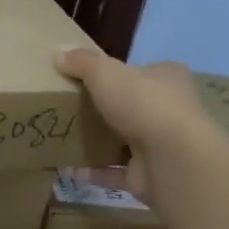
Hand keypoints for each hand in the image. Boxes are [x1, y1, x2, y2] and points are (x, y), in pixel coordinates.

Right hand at [54, 48, 212, 209]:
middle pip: (133, 107)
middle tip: (71, 110)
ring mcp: (161, 145)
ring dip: (99, 143)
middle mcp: (169, 110)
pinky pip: (115, 172)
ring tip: (65, 140)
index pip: (144, 72)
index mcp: (167, 78)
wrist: (171, 158)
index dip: (119, 74)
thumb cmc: (143, 104)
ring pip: (125, 141)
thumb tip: (57, 53)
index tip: (89, 80)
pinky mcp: (149, 175)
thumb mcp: (105, 72)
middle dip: (105, 110)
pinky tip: (69, 169)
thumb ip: (82, 62)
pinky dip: (94, 172)